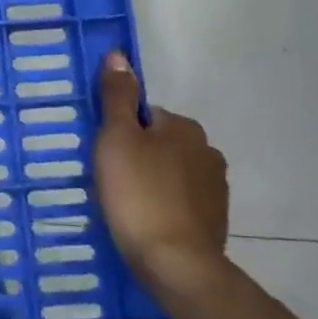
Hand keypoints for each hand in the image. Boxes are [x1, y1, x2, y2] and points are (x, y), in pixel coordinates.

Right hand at [93, 52, 228, 290]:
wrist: (175, 263)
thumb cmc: (138, 193)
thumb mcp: (116, 138)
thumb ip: (117, 97)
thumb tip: (119, 55)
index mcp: (184, 128)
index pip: (145, 116)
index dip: (120, 131)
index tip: (103, 155)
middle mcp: (207, 152)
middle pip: (159, 144)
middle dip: (137, 157)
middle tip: (108, 180)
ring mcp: (214, 189)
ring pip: (170, 174)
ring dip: (150, 183)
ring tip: (124, 205)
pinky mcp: (214, 222)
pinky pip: (179, 203)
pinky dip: (162, 207)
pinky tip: (143, 223)